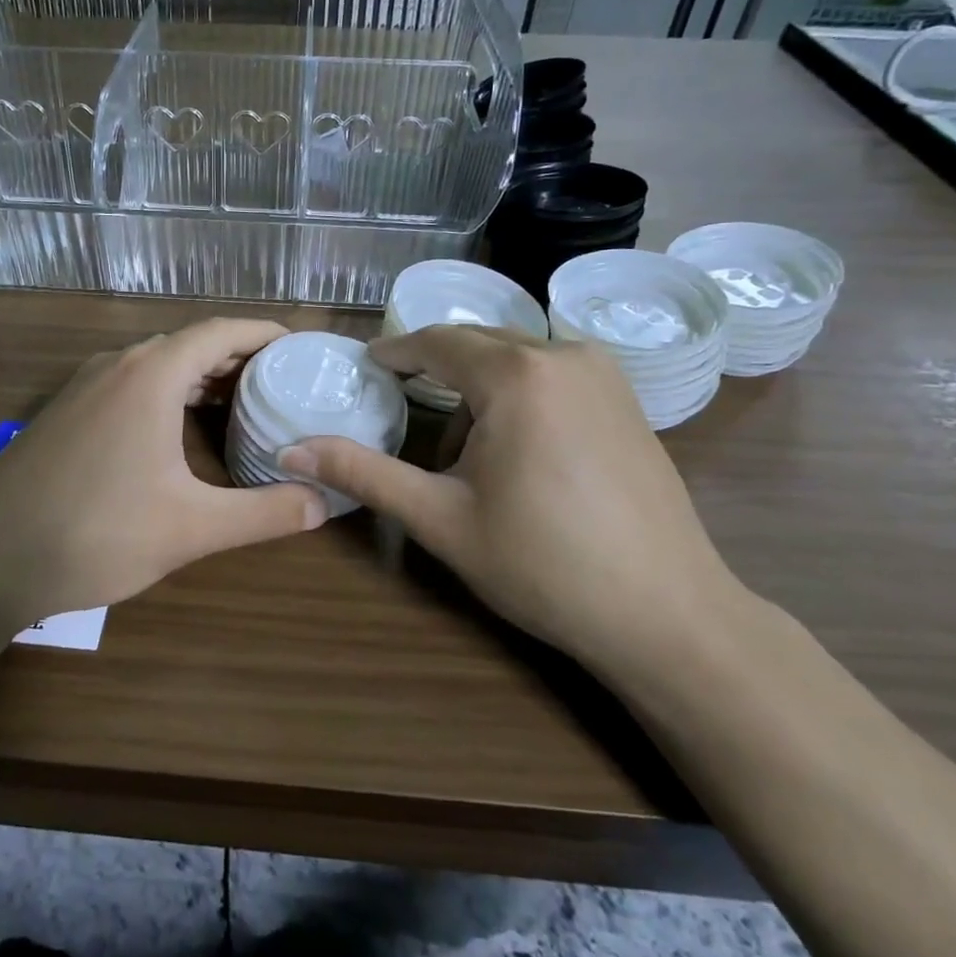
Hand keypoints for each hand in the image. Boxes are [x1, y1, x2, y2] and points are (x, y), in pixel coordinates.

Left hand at [0, 320, 326, 626]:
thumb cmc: (96, 533)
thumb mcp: (191, 527)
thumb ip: (263, 513)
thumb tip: (323, 503)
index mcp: (151, 375)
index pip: (220, 331)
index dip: (264, 335)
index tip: (300, 350)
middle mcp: (117, 366)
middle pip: (189, 344)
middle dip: (237, 358)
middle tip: (280, 385)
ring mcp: (84, 386)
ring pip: (156, 364)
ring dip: (199, 377)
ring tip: (239, 405)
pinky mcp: (64, 412)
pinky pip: (129, 384)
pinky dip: (166, 392)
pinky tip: (176, 431)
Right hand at [279, 326, 739, 667]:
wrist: (666, 614)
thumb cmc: (542, 564)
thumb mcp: (439, 518)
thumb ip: (361, 474)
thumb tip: (289, 450)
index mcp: (516, 374)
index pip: (436, 342)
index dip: (394, 351)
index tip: (365, 367)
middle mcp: (564, 354)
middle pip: (477, 343)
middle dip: (434, 370)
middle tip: (401, 407)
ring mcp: (605, 374)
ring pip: (517, 357)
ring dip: (479, 387)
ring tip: (464, 453)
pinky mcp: (629, 399)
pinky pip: (554, 373)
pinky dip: (519, 393)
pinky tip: (517, 450)